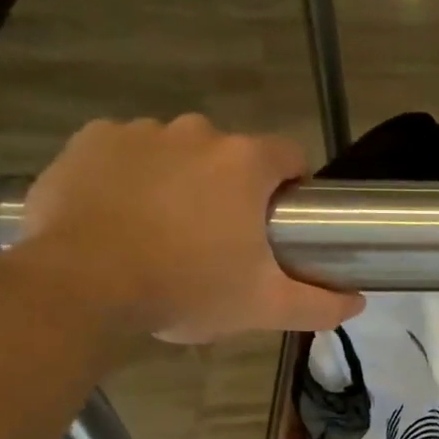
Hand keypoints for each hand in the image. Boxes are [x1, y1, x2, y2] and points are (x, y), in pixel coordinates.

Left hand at [21, 115, 362, 344]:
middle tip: (218, 240)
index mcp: (245, 163)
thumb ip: (320, 304)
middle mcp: (196, 132)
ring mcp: (139, 131)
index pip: (290, 156)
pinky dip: (130, 176)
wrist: (81, 287)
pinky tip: (121, 215)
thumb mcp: (264, 307)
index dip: (291, 188)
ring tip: (164, 232)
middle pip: (231, 155)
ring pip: (178, 152)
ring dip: (181, 181)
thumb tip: (358, 303)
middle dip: (231, 189)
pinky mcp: (90, 141)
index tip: (277, 225)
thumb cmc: (187, 289)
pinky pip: (125, 151)